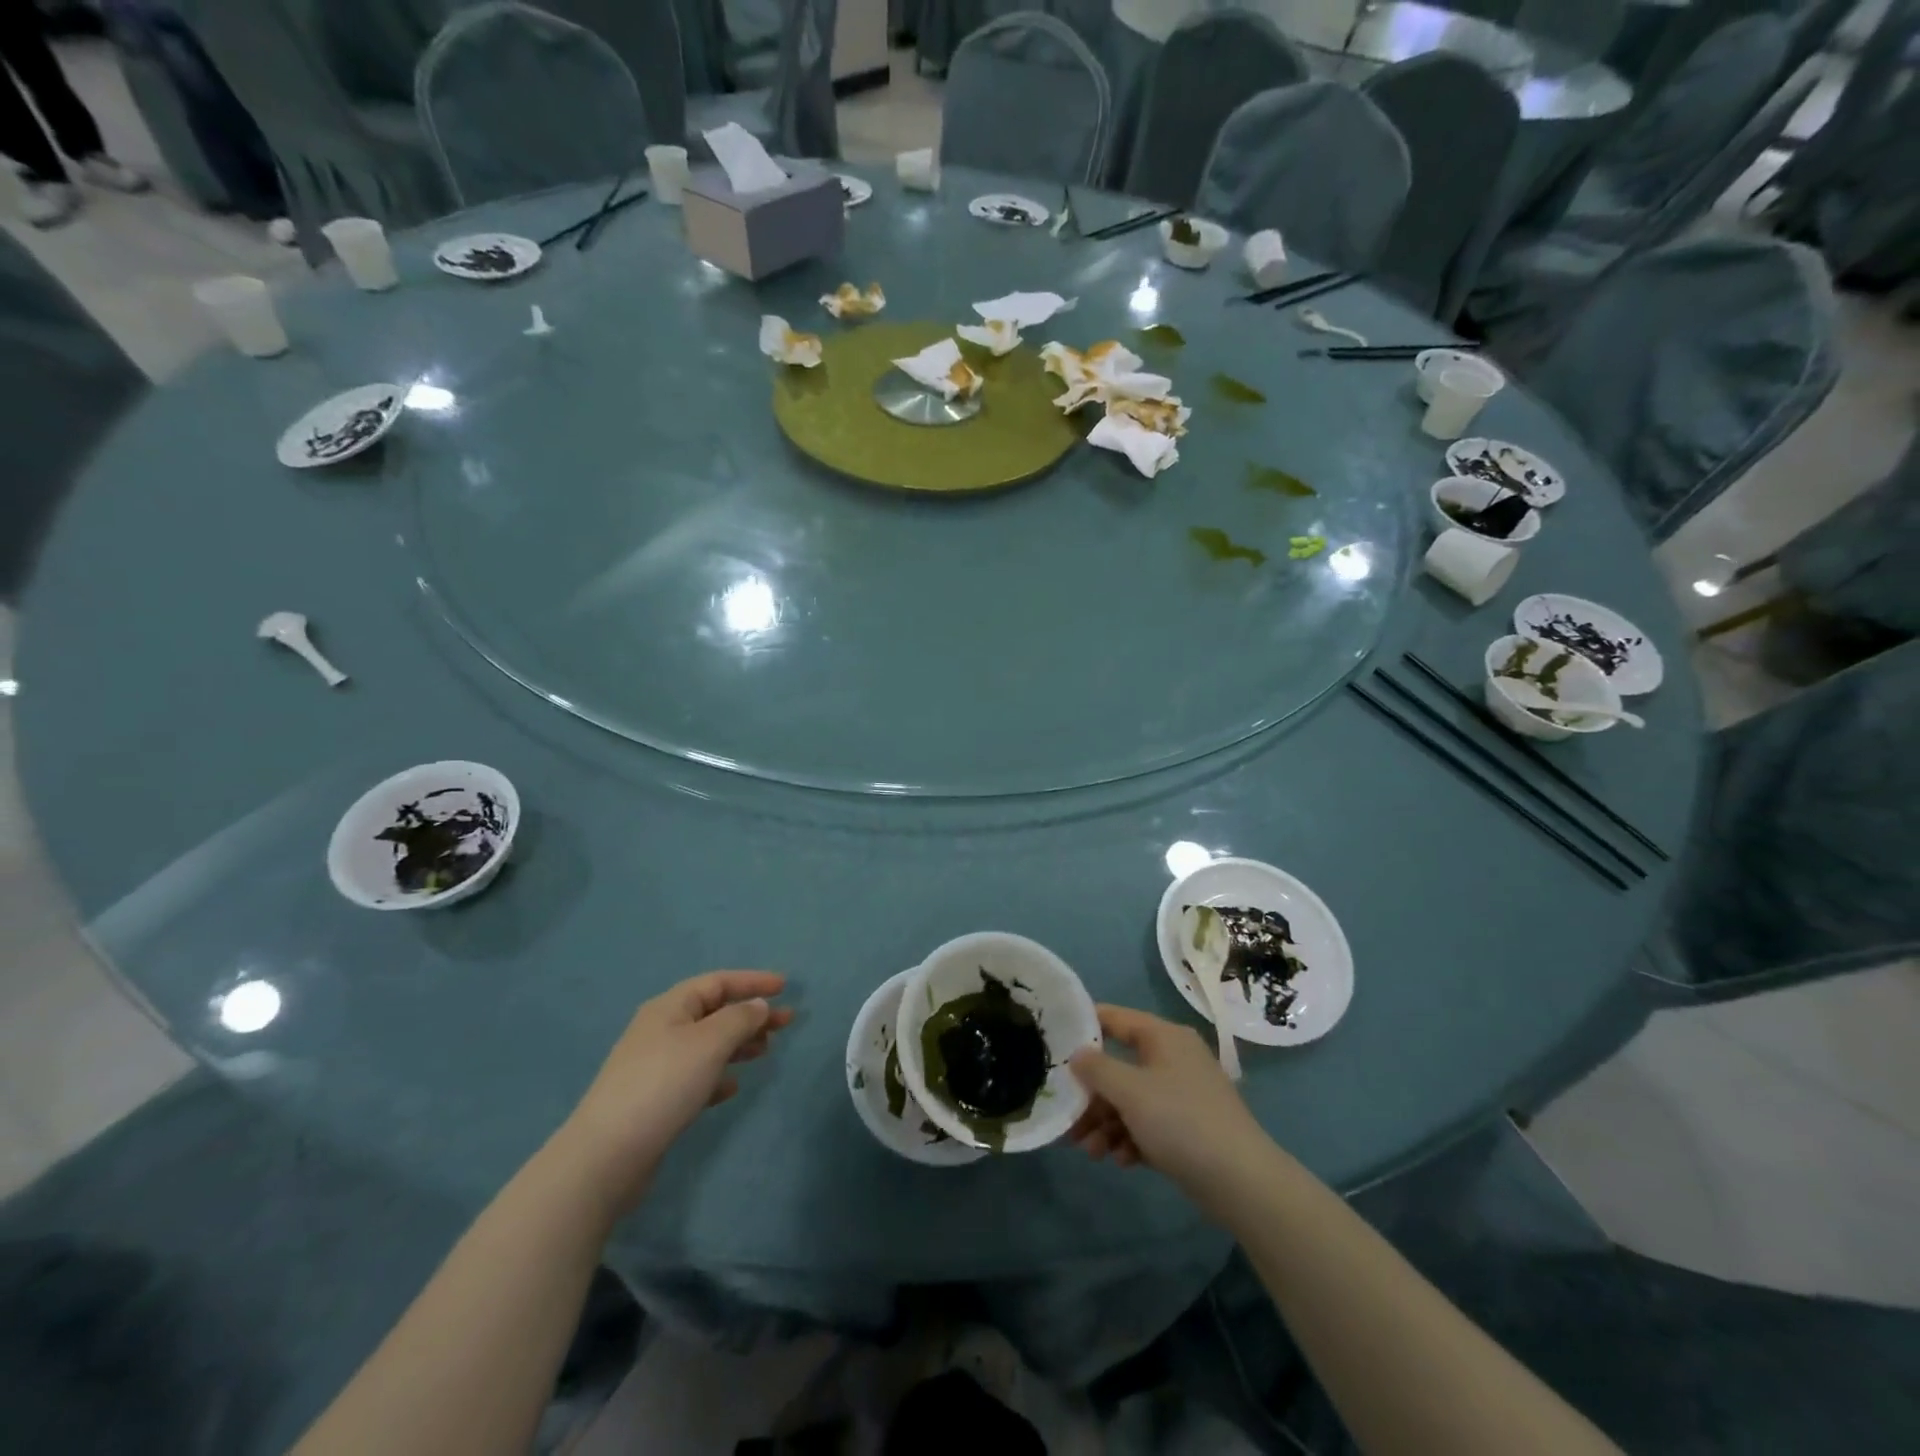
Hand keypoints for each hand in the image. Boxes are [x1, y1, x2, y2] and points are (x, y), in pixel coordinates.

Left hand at [555, 971, 793, 1215]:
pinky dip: (718, 1076)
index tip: (785, 987)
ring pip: (707, 1044)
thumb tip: (758, 1005)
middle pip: (714, 1012)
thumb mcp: (709, 1043)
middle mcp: (661, 1030)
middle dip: (751, 1015)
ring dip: (739, 1044)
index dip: (752, 981)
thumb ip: (739, 1019)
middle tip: (787, 1023)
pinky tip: (732, 1088)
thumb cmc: (663, 1085)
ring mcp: (655, 1066)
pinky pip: (695, 1076)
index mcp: (670, 1007)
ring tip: (766, 1052)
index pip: (718, 982)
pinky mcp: (655, 1100)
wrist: (606, 1156)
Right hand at [1068, 1004, 1271, 1207]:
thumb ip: (1097, 1068)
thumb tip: (1077, 1053)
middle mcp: (1172, 1058)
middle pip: (1118, 1066)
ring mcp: (1182, 1094)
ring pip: (1130, 1100)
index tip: (1053, 1042)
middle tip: (1067, 1120)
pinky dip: (1130, 1139)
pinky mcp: (1188, 1128)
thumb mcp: (1130, 1091)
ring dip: (1106, 1123)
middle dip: (1091, 1096)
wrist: (1242, 1182)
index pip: (1114, 1018)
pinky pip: (1148, 1125)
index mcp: (1163, 1037)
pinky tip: (1121, 1161)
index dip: (1083, 1026)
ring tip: (1091, 1152)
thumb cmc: (1181, 1121)